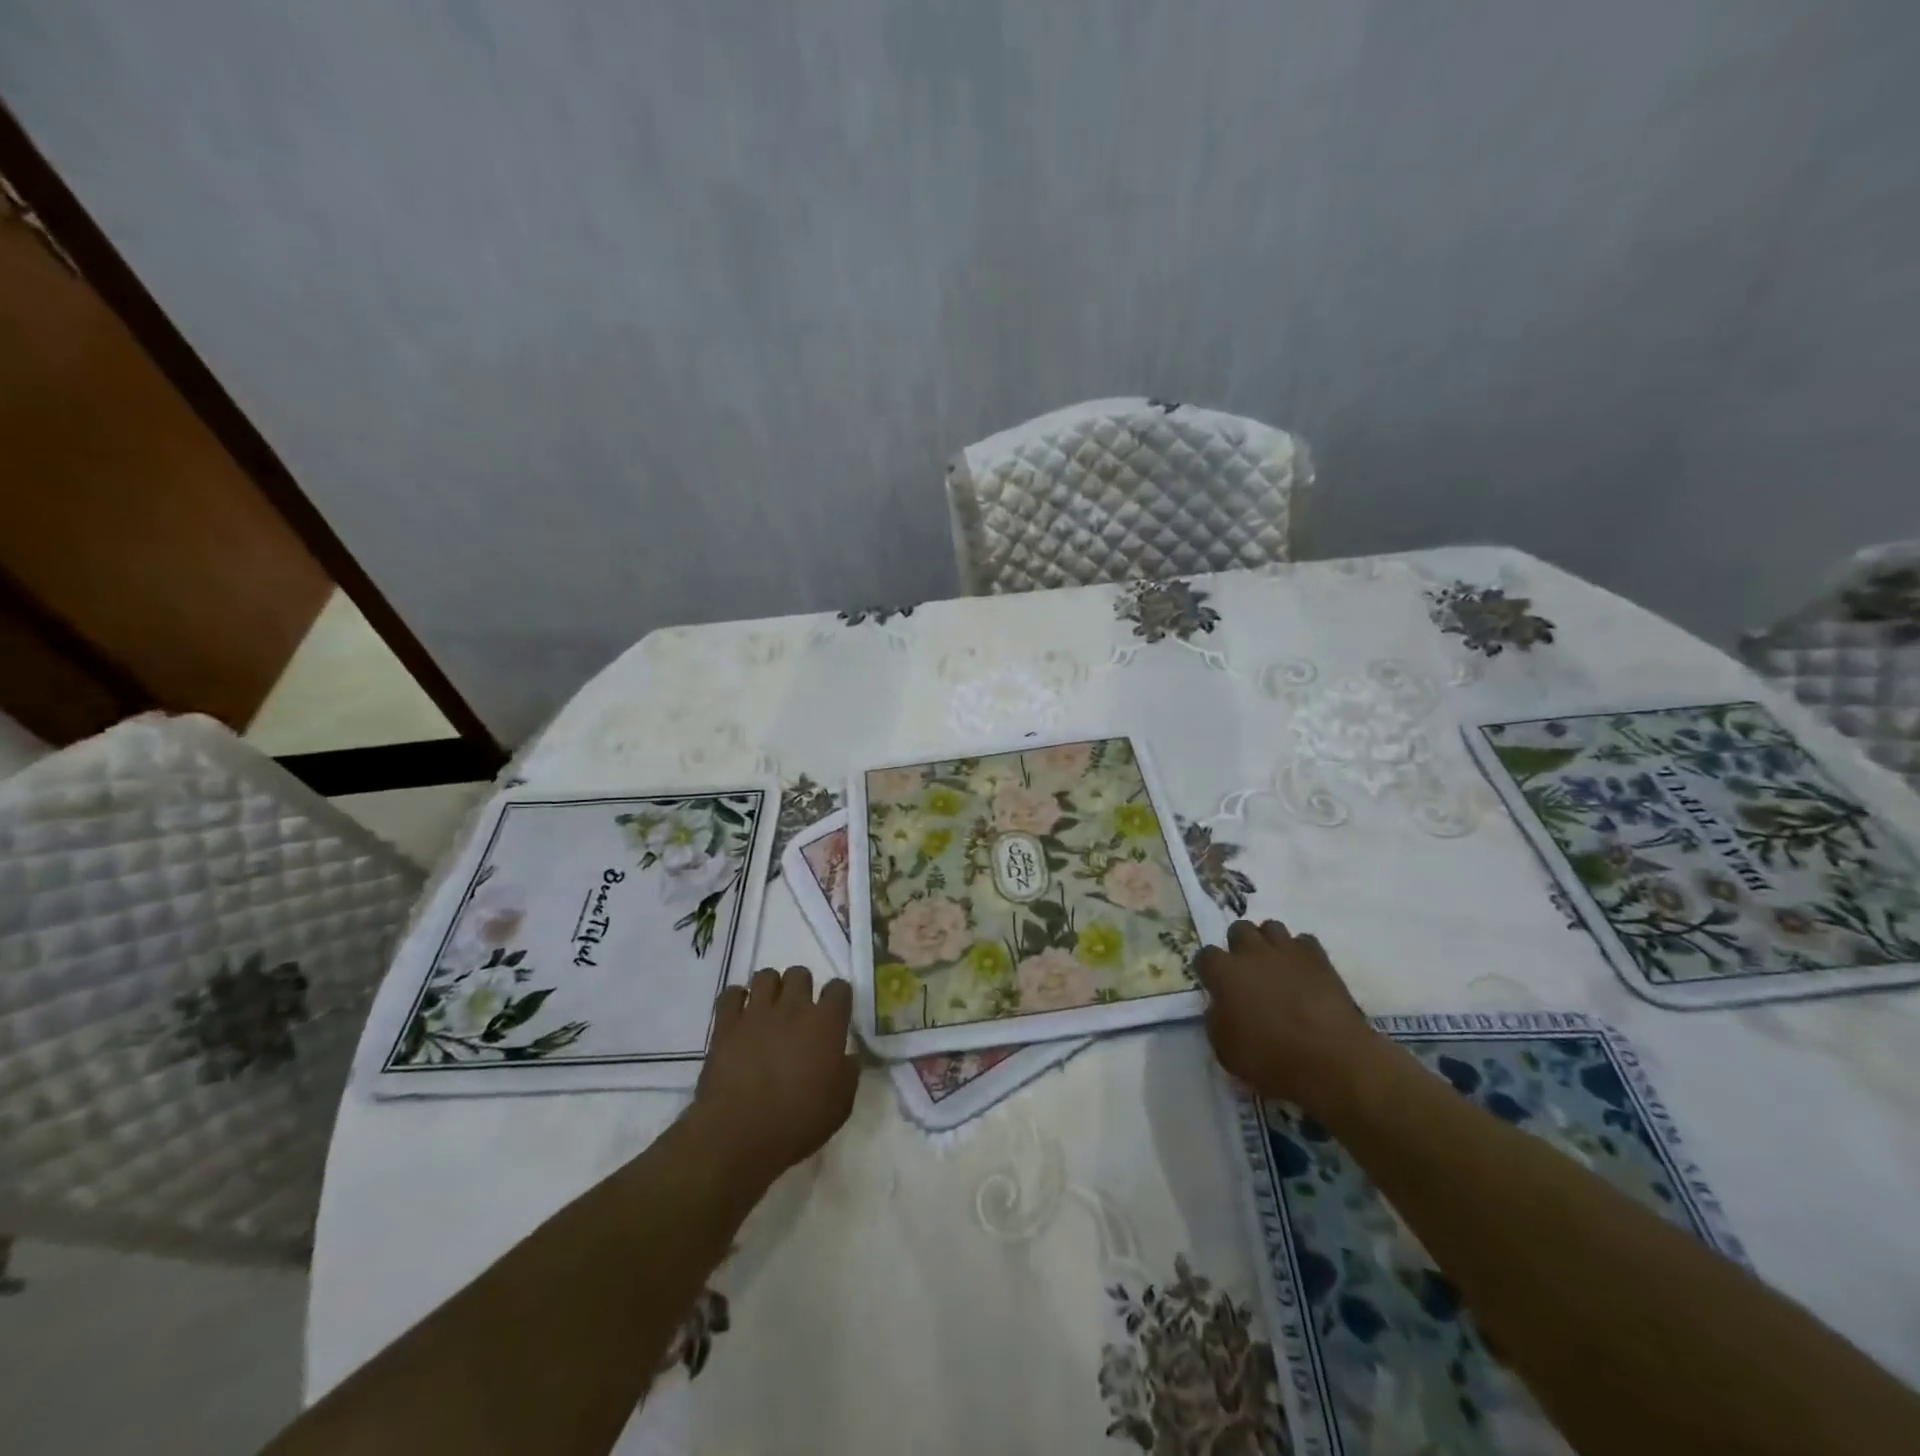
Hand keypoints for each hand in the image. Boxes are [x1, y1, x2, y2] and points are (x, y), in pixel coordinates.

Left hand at [694, 966, 860, 1185]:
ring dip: (769, 988)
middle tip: (798, 1012)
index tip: (835, 1012)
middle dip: (801, 987)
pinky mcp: (726, 1024)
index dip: (838, 997)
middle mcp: (793, 1007)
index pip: (839, 988)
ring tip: (768, 1010)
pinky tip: (739, 1016)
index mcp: (826, 1023)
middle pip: (799, 974)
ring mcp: (757, 1012)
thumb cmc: (797, 1122)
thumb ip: (849, 1073)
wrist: (739, 1133)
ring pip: (765, 976)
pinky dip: (736, 999)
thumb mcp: (840, 1105)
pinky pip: (730, 994)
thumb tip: (849, 1056)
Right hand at [1194, 920, 1378, 1114]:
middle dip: (1239, 946)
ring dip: (1269, 943)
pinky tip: (1304, 973)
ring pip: (1271, 927)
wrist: (1332, 1061)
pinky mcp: (1319, 958)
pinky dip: (1301, 953)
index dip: (1209, 970)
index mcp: (1225, 973)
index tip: (1216, 986)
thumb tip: (1220, 1007)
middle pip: (1238, 929)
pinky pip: (1304, 941)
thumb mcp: (1226, 1051)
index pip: (1205, 956)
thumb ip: (1216, 1021)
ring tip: (1275, 967)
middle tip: (1247, 972)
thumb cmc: (1272, 1060)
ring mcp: (1287, 951)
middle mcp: (1252, 952)